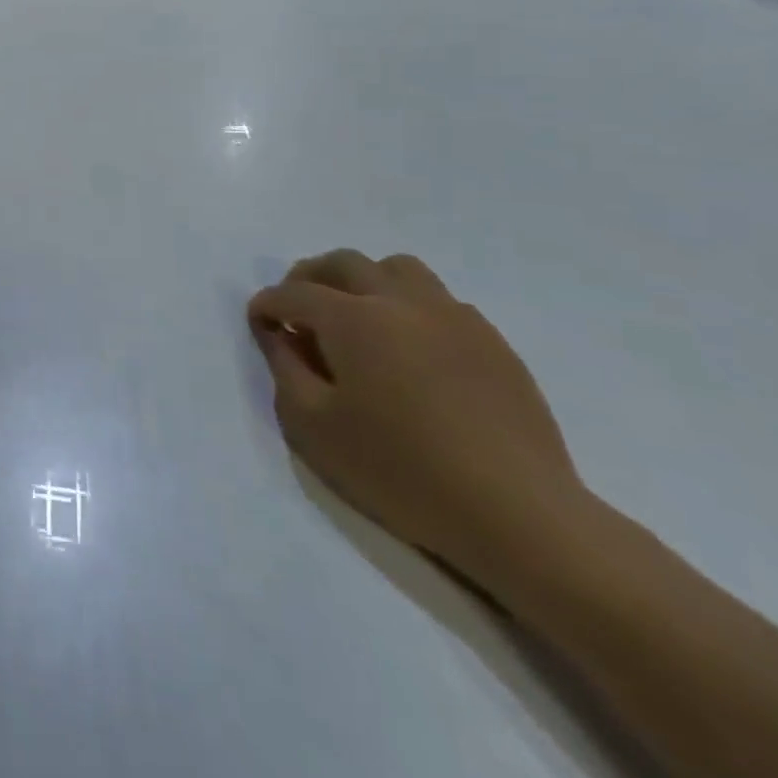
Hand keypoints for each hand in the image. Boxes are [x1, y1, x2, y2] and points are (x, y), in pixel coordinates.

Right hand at [248, 250, 585, 581]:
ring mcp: (454, 318)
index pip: (294, 293)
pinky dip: (409, 308)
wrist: (518, 514)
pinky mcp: (493, 343)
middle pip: (345, 262)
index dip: (267, 304)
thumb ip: (285, 368)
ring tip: (356, 318)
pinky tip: (410, 351)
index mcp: (353, 317)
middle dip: (309, 277)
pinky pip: (440, 302)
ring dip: (365, 281)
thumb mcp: (313, 425)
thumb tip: (278, 333)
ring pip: (398, 270)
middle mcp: (401, 301)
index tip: (259, 323)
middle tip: (298, 311)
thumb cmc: (400, 469)